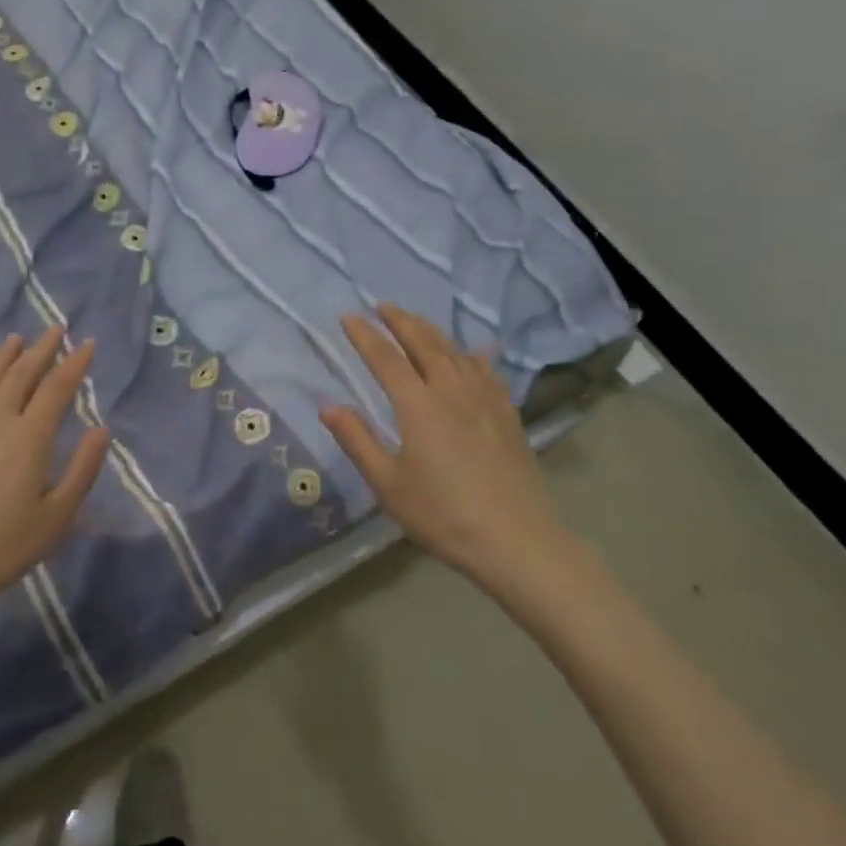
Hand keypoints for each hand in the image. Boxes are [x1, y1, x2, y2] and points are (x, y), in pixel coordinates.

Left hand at [0, 328, 110, 628]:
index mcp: (30, 438)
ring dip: (2, 359)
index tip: (87, 343)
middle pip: (21, 377)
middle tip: (54, 328)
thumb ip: (82, 471)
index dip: (74, 364)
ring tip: (14, 339)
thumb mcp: (55, 518)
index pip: (57, 389)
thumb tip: (101, 430)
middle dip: (41, 350)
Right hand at [321, 304, 582, 604]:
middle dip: (400, 320)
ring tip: (416, 321)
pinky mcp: (506, 414)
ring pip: (454, 351)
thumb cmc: (443, 514)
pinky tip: (472, 353)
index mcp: (418, 405)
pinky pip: (485, 371)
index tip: (347, 317)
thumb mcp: (388, 484)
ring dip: (431, 331)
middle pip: (423, 342)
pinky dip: (471, 355)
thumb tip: (328, 406)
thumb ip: (357, 440)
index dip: (364, 335)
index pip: (385, 358)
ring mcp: (484, 399)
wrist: (517, 540)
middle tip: (382, 305)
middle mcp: (451, 390)